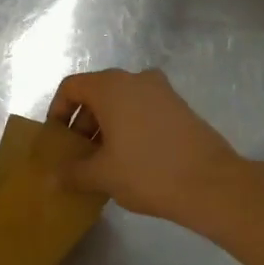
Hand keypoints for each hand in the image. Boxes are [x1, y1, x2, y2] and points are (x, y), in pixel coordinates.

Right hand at [48, 69, 246, 224]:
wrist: (212, 184)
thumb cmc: (147, 172)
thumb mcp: (102, 175)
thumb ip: (72, 173)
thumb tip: (51, 178)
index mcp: (112, 87)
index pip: (72, 87)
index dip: (58, 111)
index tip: (58, 140)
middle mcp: (137, 80)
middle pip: (97, 94)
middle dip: (83, 124)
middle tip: (79, 156)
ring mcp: (163, 92)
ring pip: (122, 103)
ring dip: (106, 128)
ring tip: (104, 161)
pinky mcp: (181, 108)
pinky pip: (144, 111)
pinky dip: (130, 128)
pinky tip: (131, 161)